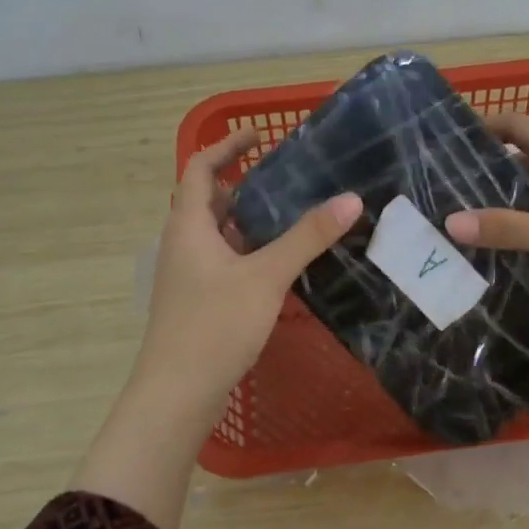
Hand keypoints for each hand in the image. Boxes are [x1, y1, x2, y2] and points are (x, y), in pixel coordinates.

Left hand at [136, 128, 360, 425]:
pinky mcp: (197, 302)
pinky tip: (278, 265)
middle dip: (242, 184)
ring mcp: (187, 276)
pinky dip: (247, 251)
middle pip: (207, 200)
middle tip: (285, 179)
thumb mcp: (266, 276)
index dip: (225, 147)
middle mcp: (182, 244)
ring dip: (246, 221)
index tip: (257, 135)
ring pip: (217, 234)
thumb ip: (307, 237)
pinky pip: (223, 262)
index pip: (199, 169)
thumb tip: (351, 198)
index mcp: (188, 226)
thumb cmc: (215, 325)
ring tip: (290, 216)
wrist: (177, 394)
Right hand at [443, 113, 528, 297]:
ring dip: (515, 195)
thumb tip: (451, 222)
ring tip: (479, 218)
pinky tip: (524, 241)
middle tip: (453, 191)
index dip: (482, 127)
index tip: (447, 145)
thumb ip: (510, 229)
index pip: (516, 123)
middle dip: (491, 168)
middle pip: (528, 153)